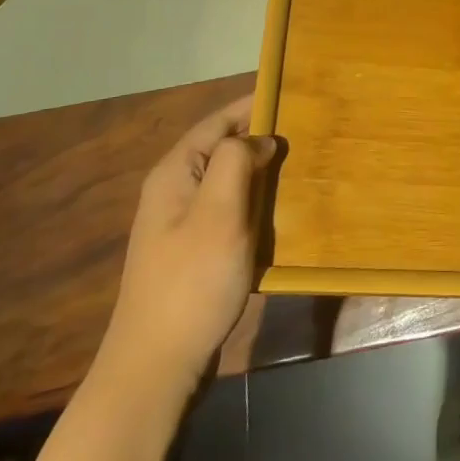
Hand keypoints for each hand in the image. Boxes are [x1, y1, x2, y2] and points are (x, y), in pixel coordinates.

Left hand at [99, 94, 278, 384]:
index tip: (290, 94)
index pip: (217, 122)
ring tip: (298, 164)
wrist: (156, 366)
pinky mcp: (192, 252)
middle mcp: (174, 191)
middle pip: (221, 149)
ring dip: (258, 170)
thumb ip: (237, 161)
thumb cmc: (192, 281)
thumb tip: (259, 140)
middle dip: (259, 137)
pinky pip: (227, 210)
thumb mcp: (219, 212)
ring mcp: (181, 224)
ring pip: (226, 180)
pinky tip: (277, 210)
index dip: (251, 105)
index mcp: (175, 173)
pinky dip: (253, 201)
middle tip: (303, 130)